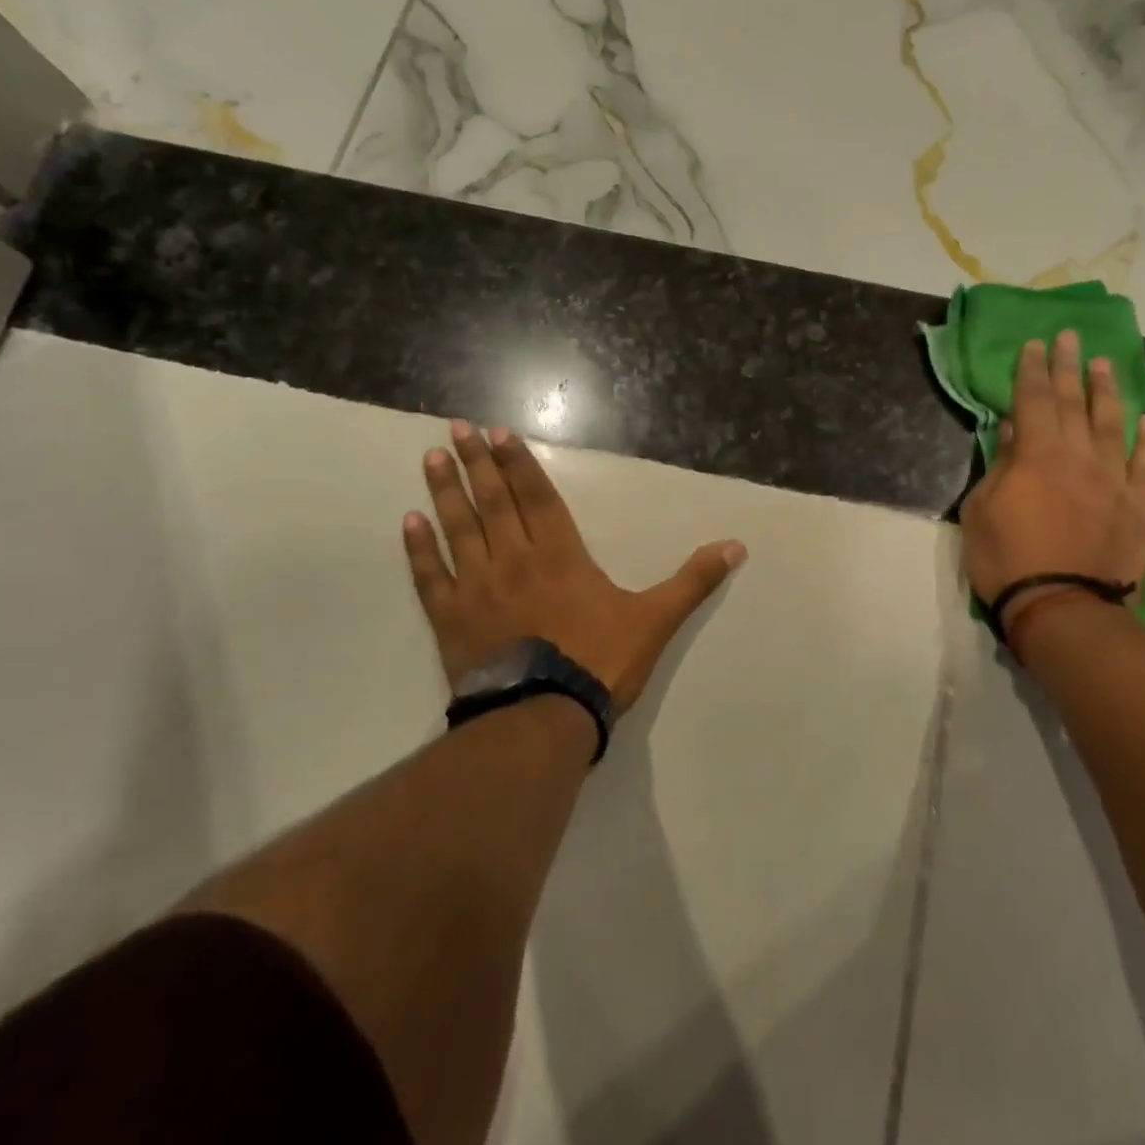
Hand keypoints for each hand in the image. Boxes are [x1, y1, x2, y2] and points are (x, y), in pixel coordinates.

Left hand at [403, 420, 746, 714]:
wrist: (544, 717)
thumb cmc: (600, 662)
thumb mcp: (656, 619)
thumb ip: (693, 581)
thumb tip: (737, 546)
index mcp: (561, 555)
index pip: (537, 495)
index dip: (518, 462)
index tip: (496, 433)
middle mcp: (514, 559)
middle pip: (493, 502)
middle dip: (476, 463)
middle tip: (456, 427)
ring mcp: (478, 588)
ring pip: (458, 529)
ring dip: (445, 492)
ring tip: (431, 458)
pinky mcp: (452, 620)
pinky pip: (430, 577)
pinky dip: (419, 550)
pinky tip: (408, 522)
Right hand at [960, 333, 1144, 641]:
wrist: (1062, 608)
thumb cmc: (1007, 560)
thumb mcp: (982, 510)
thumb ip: (1000, 466)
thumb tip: (1012, 430)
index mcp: (1037, 455)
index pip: (1033, 400)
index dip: (1031, 370)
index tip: (1034, 345)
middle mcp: (1079, 456)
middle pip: (1073, 403)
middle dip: (1067, 367)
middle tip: (1069, 338)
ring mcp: (1114, 480)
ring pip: (1113, 424)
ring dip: (1107, 392)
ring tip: (1104, 365)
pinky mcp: (1138, 506)